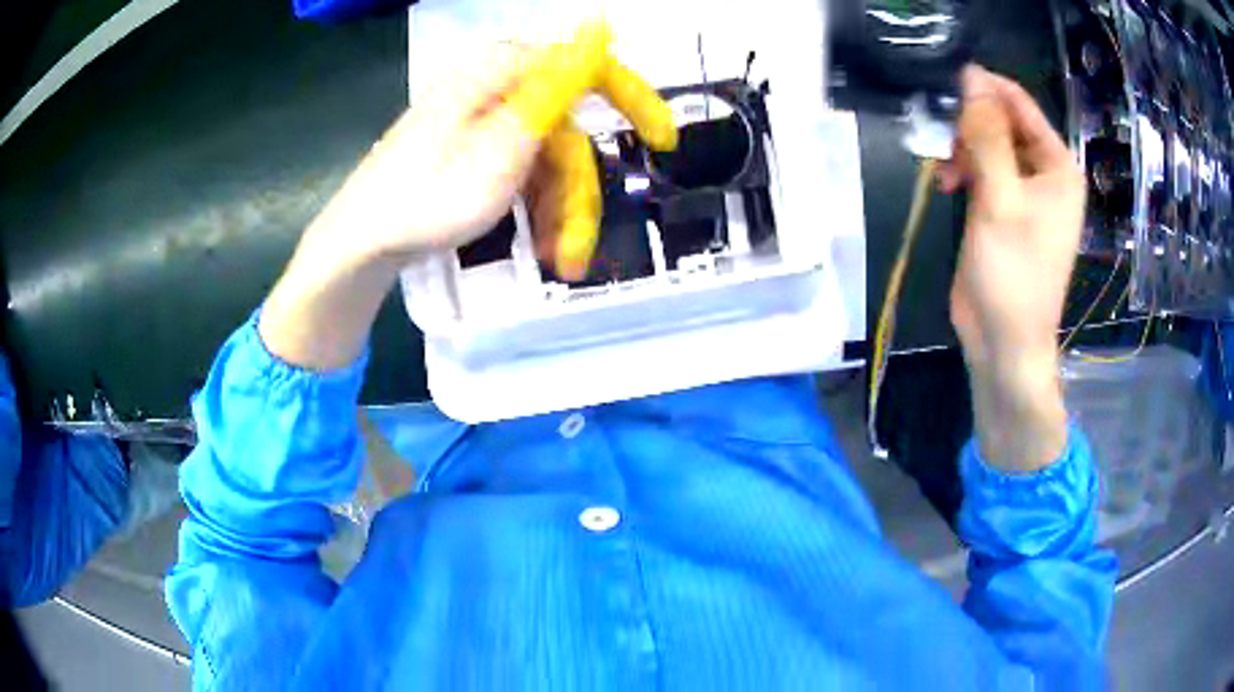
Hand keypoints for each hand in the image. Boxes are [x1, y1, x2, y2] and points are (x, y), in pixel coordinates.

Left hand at [306, 23, 674, 274]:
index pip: (588, 70)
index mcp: (504, 72)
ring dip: (560, 210)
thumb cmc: (428, 197)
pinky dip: (537, 206)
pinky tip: (539, 242)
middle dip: (578, 193)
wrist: (363, 241)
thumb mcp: (504, 144)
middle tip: (576, 250)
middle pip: (567, 132)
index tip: (662, 143)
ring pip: (549, 160)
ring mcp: (485, 119)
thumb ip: (558, 85)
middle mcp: (497, 87)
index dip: (632, 102)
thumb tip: (598, 25)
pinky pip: (524, 170)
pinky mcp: (475, 148)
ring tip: (557, 260)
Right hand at [938, 66, 1084, 470]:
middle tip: (945, 143)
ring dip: (962, 149)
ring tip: (945, 172)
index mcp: (1058, 167)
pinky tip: (947, 184)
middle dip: (970, 125)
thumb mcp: (1000, 200)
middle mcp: (1045, 173)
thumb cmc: (1013, 275)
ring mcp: (1024, 191)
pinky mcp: (1003, 208)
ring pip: (987, 143)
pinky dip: (962, 169)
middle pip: (1002, 121)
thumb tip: (970, 77)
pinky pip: (982, 168)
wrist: (1004, 341)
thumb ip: (986, 136)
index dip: (983, 89)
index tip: (945, 89)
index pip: (1019, 104)